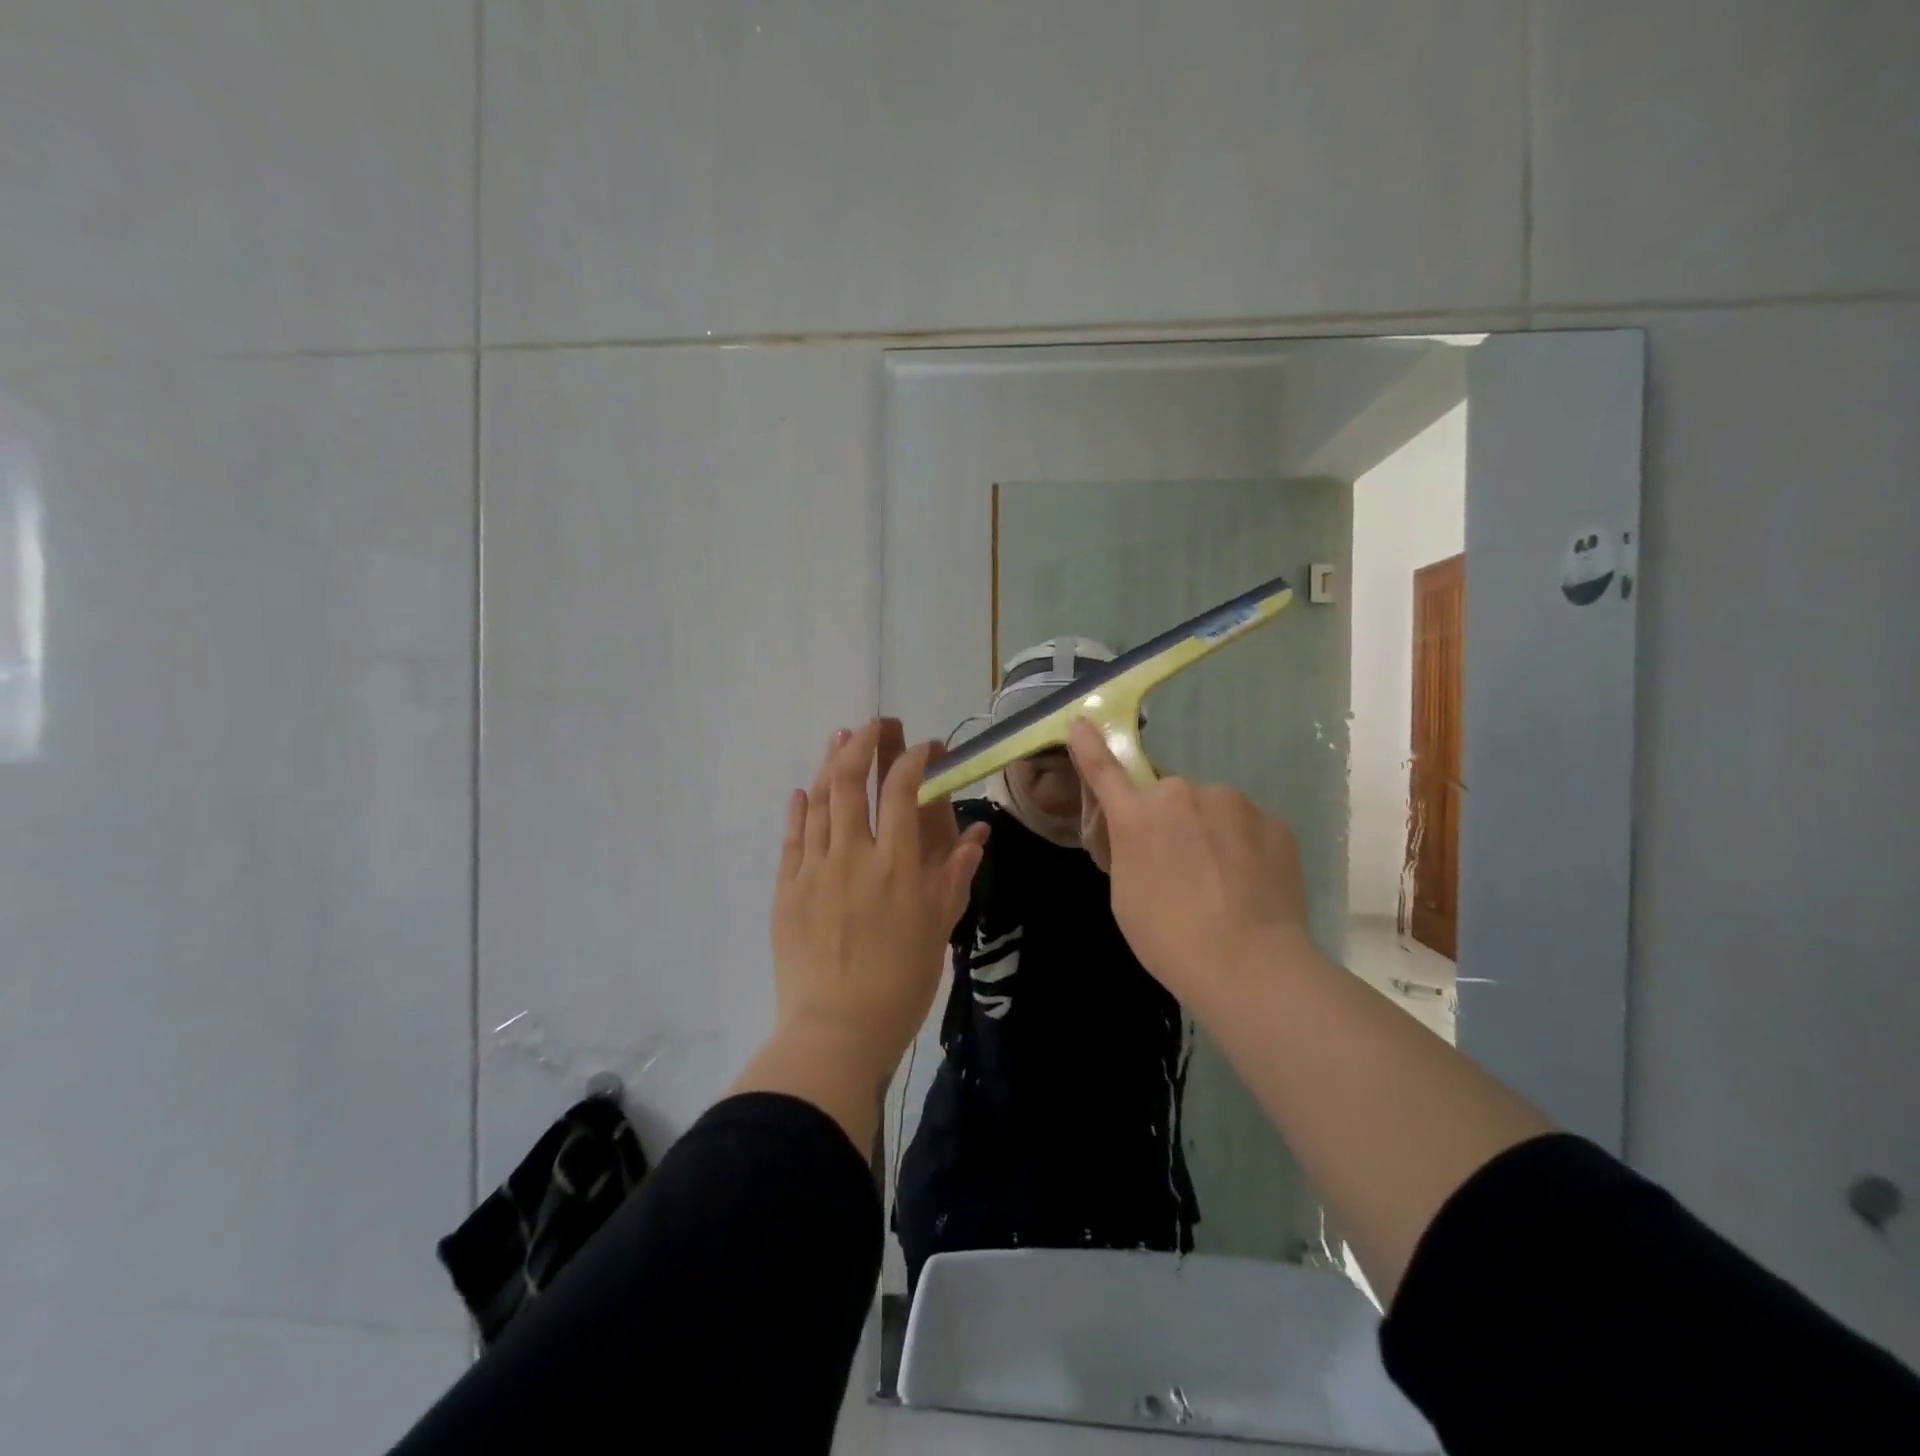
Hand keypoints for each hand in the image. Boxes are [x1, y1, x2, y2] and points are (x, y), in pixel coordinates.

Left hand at [769, 719, 989, 1088]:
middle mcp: (851, 854)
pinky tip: (803, 792)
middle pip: (850, 781)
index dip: (913, 758)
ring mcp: (813, 869)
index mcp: (895, 863)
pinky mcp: (786, 889)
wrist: (836, 1029)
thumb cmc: (899, 982)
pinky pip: (792, 838)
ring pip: (818, 801)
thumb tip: (978, 832)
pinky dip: (799, 809)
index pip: (901, 790)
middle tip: (874, 724)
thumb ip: (954, 873)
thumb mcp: (938, 927)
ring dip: (829, 764)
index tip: (924, 747)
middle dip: (863, 744)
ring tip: (840, 738)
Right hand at [1066, 717, 1314, 1009]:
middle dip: (1168, 820)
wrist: (1251, 965)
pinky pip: (1246, 825)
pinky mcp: (1273, 821)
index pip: (1105, 771)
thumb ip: (1128, 849)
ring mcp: (1233, 803)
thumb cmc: (1170, 938)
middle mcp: (1183, 794)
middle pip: (1168, 796)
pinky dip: (1242, 846)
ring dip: (1208, 831)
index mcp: (1138, 815)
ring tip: (1221, 882)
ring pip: (1211, 808)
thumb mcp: (1125, 896)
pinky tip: (1248, 884)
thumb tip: (1143, 834)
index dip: (1090, 746)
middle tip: (1179, 867)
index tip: (1081, 721)